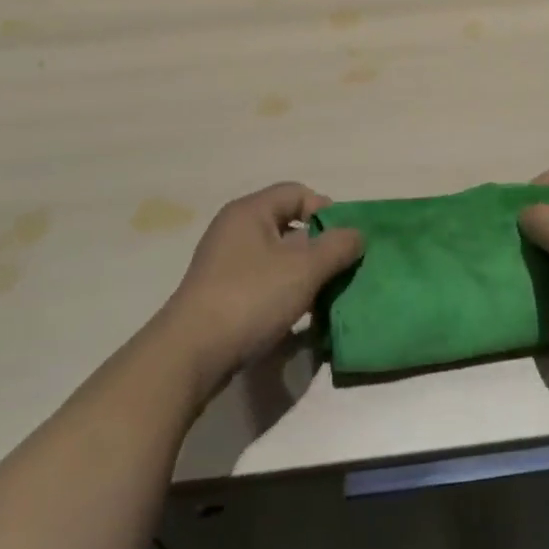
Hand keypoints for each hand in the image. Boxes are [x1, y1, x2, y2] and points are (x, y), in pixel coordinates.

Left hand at [157, 182, 362, 402]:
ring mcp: (227, 264)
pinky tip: (303, 317)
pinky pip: (265, 283)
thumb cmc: (250, 298)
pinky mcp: (224, 295)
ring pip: (279, 258)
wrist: (190, 355)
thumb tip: (357, 234)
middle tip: (343, 269)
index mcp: (251, 212)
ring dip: (306, 274)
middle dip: (320, 246)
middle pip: (289, 225)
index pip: (297, 192)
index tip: (347, 240)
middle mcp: (236, 230)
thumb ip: (336, 247)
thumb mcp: (303, 269)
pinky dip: (286, 293)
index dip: (327, 210)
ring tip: (328, 296)